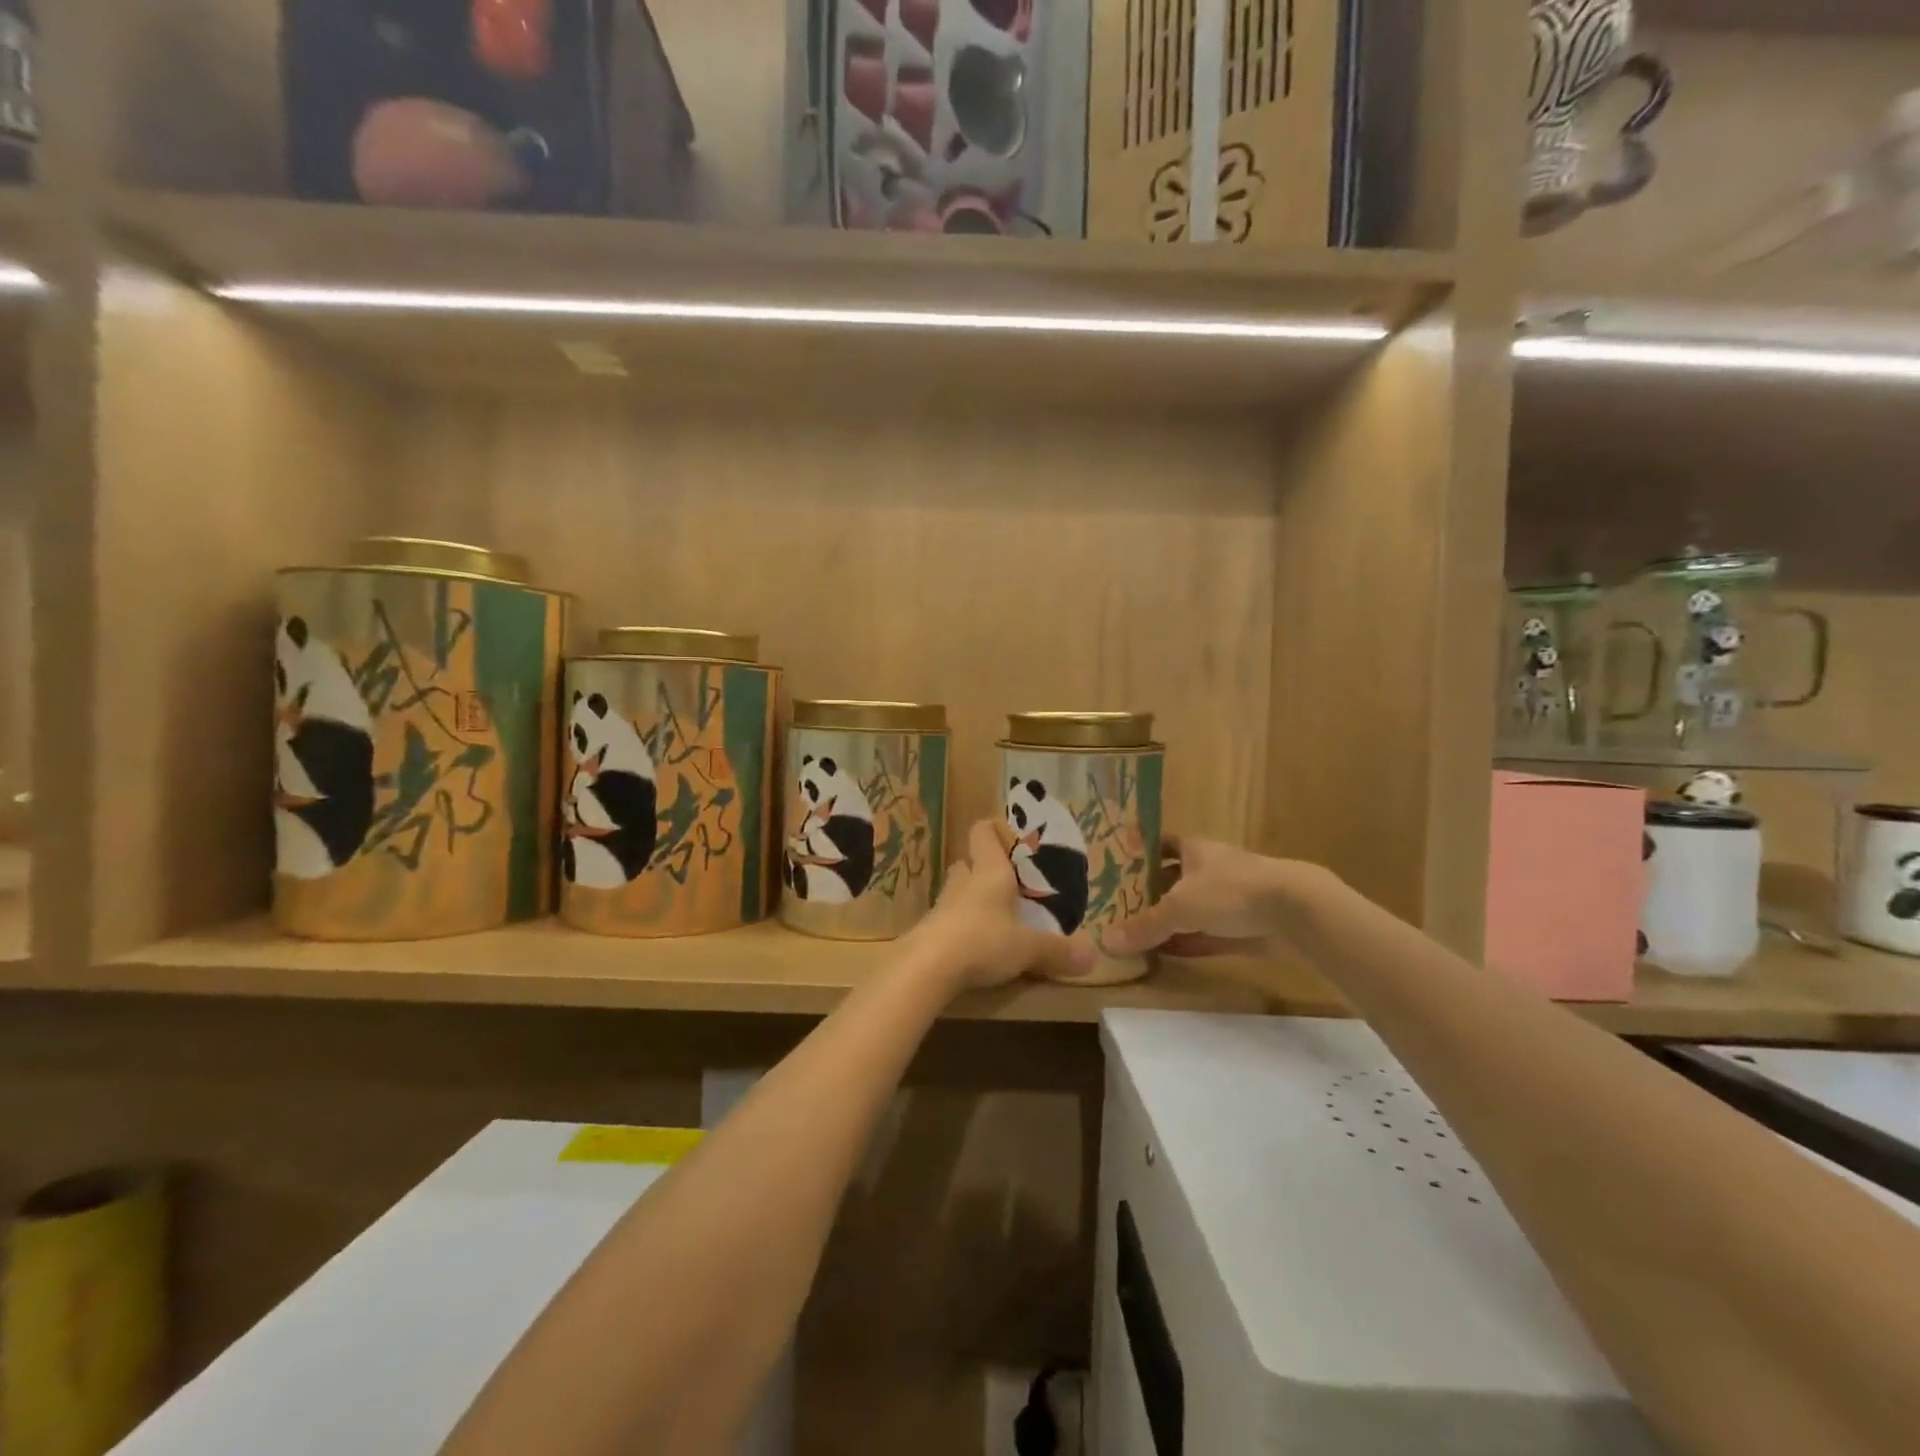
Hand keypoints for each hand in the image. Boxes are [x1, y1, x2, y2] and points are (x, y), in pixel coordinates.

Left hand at [907, 821, 1096, 991]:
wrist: (927, 967)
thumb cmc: (983, 941)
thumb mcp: (1028, 948)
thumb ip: (1058, 950)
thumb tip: (1093, 956)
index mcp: (990, 872)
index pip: (983, 832)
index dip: (995, 829)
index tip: (1012, 838)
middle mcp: (964, 882)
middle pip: (969, 863)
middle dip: (984, 869)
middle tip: (1008, 885)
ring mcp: (942, 905)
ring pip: (958, 891)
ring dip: (972, 898)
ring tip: (996, 916)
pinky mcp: (930, 931)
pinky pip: (949, 919)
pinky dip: (962, 926)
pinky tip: (975, 945)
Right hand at [1100, 837, 1335, 957]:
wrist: (1295, 910)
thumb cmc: (1230, 892)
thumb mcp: (1179, 908)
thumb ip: (1144, 926)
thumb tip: (1105, 941)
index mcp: (1194, 849)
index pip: (1161, 844)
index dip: (1141, 853)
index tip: (1118, 867)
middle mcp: (1211, 868)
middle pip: (1174, 877)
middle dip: (1150, 892)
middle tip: (1119, 907)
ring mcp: (1231, 897)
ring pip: (1192, 907)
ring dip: (1169, 920)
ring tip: (1136, 934)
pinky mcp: (1246, 924)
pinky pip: (1209, 933)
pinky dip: (1189, 942)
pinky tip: (1168, 955)